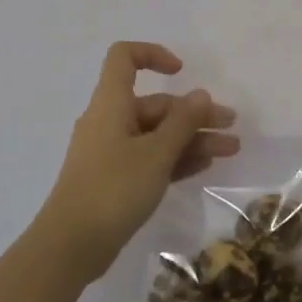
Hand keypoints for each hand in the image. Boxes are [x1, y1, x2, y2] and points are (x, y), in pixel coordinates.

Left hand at [37, 43, 238, 283]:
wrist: (71, 246)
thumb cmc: (113, 189)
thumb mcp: (156, 153)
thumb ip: (182, 122)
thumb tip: (200, 94)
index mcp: (111, 104)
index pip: (125, 58)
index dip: (153, 55)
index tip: (182, 72)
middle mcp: (109, 121)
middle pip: (155, 105)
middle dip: (194, 114)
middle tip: (230, 127)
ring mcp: (111, 152)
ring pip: (157, 134)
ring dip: (192, 139)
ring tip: (230, 150)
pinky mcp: (114, 179)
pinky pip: (149, 158)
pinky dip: (175, 158)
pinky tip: (204, 166)